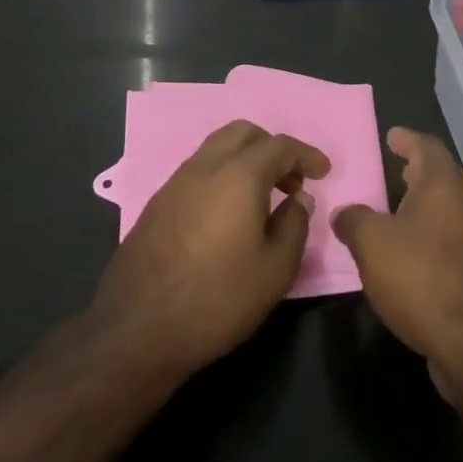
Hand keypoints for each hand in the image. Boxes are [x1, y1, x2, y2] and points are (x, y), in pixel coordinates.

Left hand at [89, 120, 327, 380]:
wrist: (138, 328)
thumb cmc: (218, 299)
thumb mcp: (275, 270)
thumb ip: (294, 225)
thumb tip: (298, 198)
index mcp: (238, 175)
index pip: (279, 146)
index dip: (306, 155)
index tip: (323, 171)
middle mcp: (204, 167)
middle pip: (243, 133)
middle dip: (272, 147)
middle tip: (291, 180)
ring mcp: (175, 182)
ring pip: (216, 148)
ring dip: (245, 159)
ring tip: (263, 196)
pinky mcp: (158, 202)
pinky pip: (198, 170)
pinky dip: (222, 175)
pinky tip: (229, 212)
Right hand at [331, 127, 462, 402]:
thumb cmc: (422, 280)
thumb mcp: (371, 245)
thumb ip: (353, 220)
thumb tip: (345, 213)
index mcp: (444, 186)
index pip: (428, 147)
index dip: (408, 139)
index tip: (393, 136)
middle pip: (450, 175)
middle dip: (425, 171)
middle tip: (402, 171)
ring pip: (458, 209)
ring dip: (434, 206)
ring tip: (405, 214)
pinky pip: (461, 240)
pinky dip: (440, 236)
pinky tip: (419, 256)